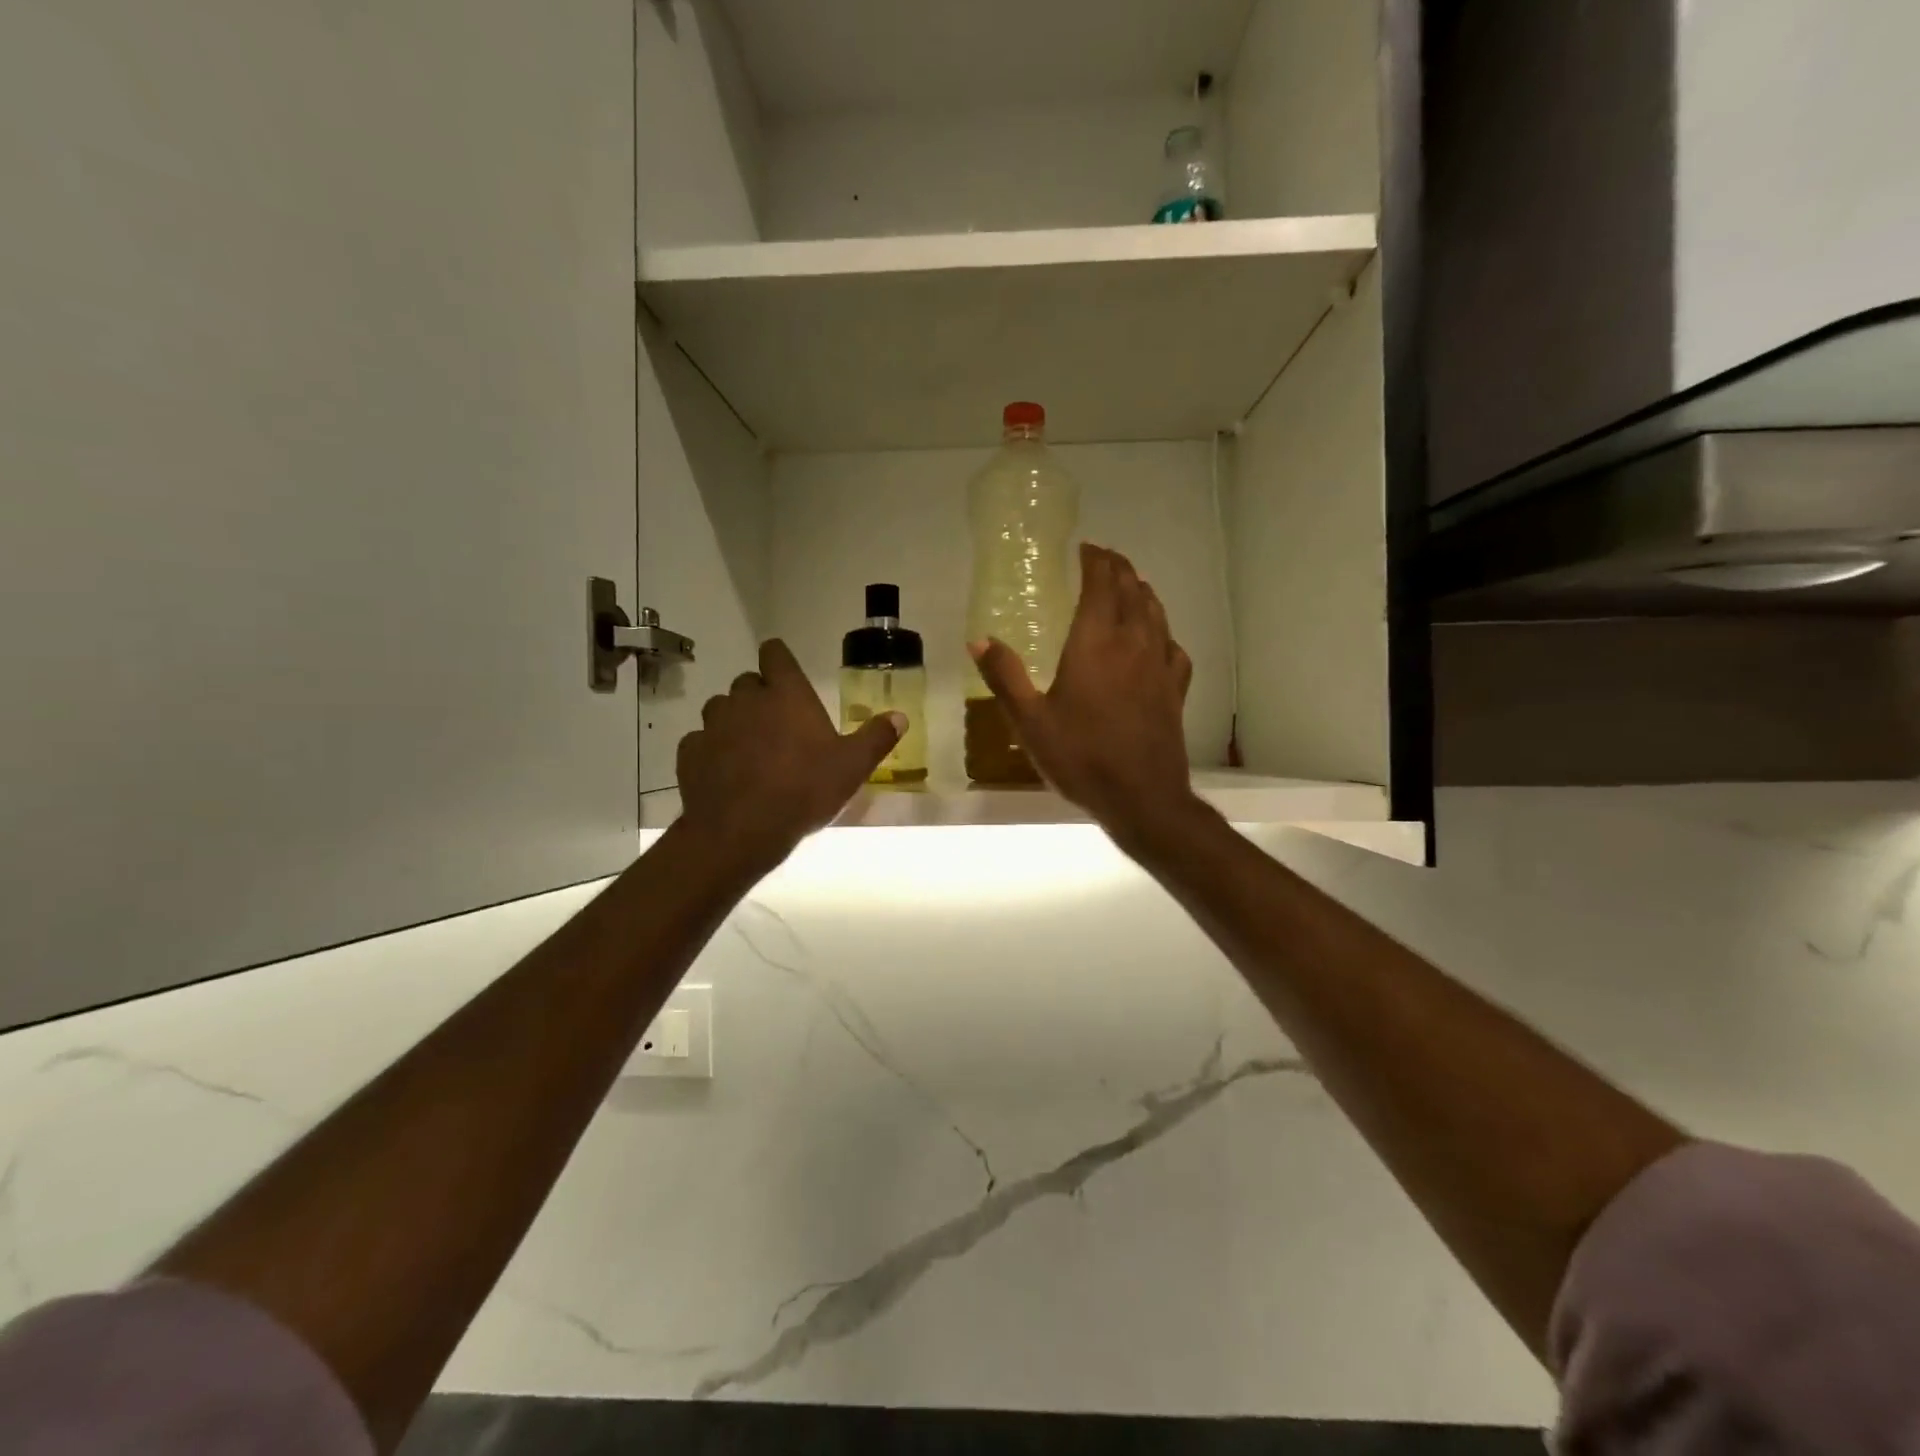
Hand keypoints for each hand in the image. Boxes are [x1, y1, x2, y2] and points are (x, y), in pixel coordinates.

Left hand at [676, 639, 901, 874]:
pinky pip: (701, 740)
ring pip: (721, 708)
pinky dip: (712, 749)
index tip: (787, 677)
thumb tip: (899, 716)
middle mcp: (746, 699)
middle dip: (760, 696)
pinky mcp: (690, 752)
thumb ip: (876, 737)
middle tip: (778, 725)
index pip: (775, 653)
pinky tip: (726, 772)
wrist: (741, 831)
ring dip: (734, 720)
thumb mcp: (853, 767)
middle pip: (748, 682)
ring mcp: (713, 724)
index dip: (780, 661)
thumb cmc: (804, 790)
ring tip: (750, 749)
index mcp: (786, 694)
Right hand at [970, 543, 1196, 839]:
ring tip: (1130, 584)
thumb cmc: (1081, 757)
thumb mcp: (1030, 721)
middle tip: (1103, 559)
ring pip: (1155, 613)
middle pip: (1132, 590)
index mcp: (1095, 643)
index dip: (1095, 560)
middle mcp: (1132, 643)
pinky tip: (1157, 639)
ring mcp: (1160, 665)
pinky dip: (1162, 631)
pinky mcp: (1175, 689)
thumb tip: (978, 639)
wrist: (1142, 797)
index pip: (1101, 584)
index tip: (1085, 548)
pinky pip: (1172, 646)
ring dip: (1142, 591)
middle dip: (1118, 568)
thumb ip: (1005, 676)